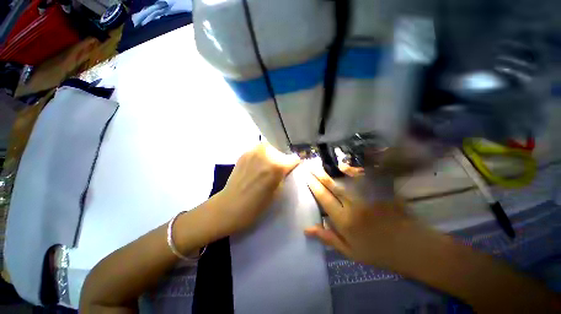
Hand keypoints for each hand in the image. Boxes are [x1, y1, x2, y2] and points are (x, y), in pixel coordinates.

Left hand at [217, 143, 299, 233]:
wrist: (231, 206)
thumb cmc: (257, 205)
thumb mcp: (278, 192)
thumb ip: (285, 176)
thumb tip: (288, 168)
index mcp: (277, 165)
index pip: (294, 159)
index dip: (295, 165)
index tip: (293, 170)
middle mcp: (266, 154)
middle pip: (281, 152)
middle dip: (282, 160)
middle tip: (278, 171)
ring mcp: (253, 151)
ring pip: (270, 149)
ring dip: (272, 157)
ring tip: (267, 167)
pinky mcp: (244, 153)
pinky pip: (259, 150)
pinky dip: (261, 156)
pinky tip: (257, 166)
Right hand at [304, 166, 426, 267]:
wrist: (412, 247)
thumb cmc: (378, 252)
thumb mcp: (350, 252)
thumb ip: (328, 238)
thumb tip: (307, 229)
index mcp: (345, 221)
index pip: (324, 198)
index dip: (314, 186)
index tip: (306, 176)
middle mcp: (354, 205)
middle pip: (332, 186)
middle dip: (319, 174)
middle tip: (309, 166)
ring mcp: (368, 196)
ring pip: (345, 179)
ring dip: (331, 170)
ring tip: (320, 164)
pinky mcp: (379, 191)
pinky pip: (362, 177)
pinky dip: (351, 170)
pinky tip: (342, 166)